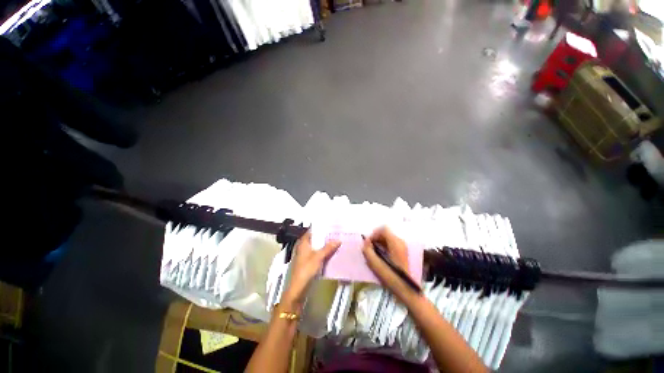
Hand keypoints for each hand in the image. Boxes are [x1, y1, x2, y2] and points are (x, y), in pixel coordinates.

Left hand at [282, 230, 339, 308]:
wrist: (298, 289)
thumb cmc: (306, 270)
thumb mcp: (318, 257)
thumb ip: (328, 248)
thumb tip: (338, 240)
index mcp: (303, 242)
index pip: (312, 231)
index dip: (320, 228)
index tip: (330, 225)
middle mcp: (303, 247)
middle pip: (315, 239)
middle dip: (324, 237)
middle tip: (336, 233)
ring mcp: (305, 255)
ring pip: (316, 247)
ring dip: (324, 245)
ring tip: (336, 241)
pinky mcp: (308, 263)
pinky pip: (317, 254)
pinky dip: (323, 252)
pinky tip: (331, 253)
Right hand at [362, 227, 416, 301]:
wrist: (407, 290)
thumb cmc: (391, 277)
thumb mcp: (376, 265)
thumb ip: (368, 251)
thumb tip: (365, 242)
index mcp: (395, 243)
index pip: (383, 229)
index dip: (374, 234)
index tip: (368, 244)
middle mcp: (400, 242)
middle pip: (385, 233)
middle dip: (375, 238)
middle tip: (369, 248)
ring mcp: (402, 247)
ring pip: (388, 238)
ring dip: (379, 242)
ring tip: (373, 253)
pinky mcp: (402, 252)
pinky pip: (391, 243)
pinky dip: (384, 246)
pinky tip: (380, 256)